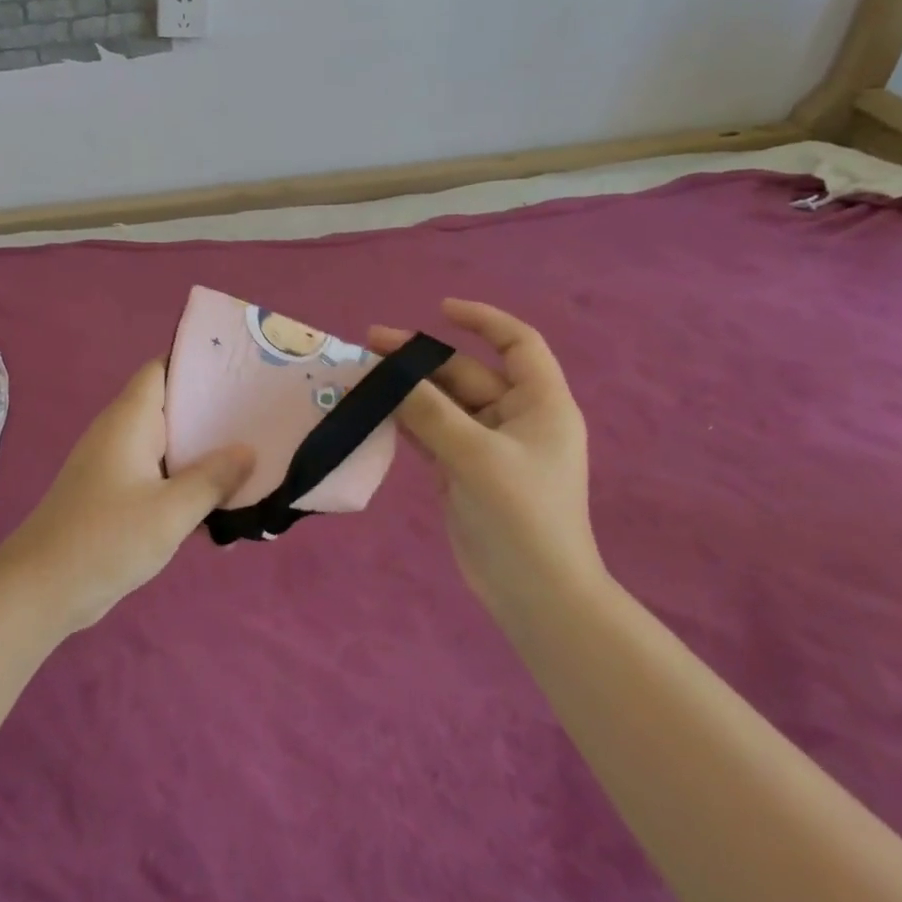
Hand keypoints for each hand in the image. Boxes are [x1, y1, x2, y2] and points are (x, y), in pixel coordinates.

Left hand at [0, 361, 253, 632]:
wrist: (42, 589)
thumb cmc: (106, 539)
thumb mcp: (170, 511)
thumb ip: (213, 479)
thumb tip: (248, 450)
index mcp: (130, 419)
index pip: (163, 368)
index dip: (199, 362)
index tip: (242, 366)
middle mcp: (121, 432)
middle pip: (171, 406)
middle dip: (213, 410)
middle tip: (261, 414)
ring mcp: (117, 464)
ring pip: (169, 445)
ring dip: (203, 452)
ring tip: (254, 456)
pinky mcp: (116, 494)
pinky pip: (159, 476)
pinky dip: (186, 483)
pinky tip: (221, 504)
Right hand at [369, 300, 598, 623]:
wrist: (534, 593)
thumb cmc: (521, 516)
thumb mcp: (476, 456)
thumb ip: (430, 412)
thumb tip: (388, 376)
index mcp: (540, 405)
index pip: (518, 344)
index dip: (483, 320)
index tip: (439, 309)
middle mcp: (515, 418)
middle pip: (466, 374)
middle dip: (421, 359)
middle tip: (370, 346)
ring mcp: (487, 446)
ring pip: (442, 404)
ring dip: (406, 390)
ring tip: (361, 376)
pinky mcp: (463, 470)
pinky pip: (431, 433)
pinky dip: (404, 421)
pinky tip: (372, 412)